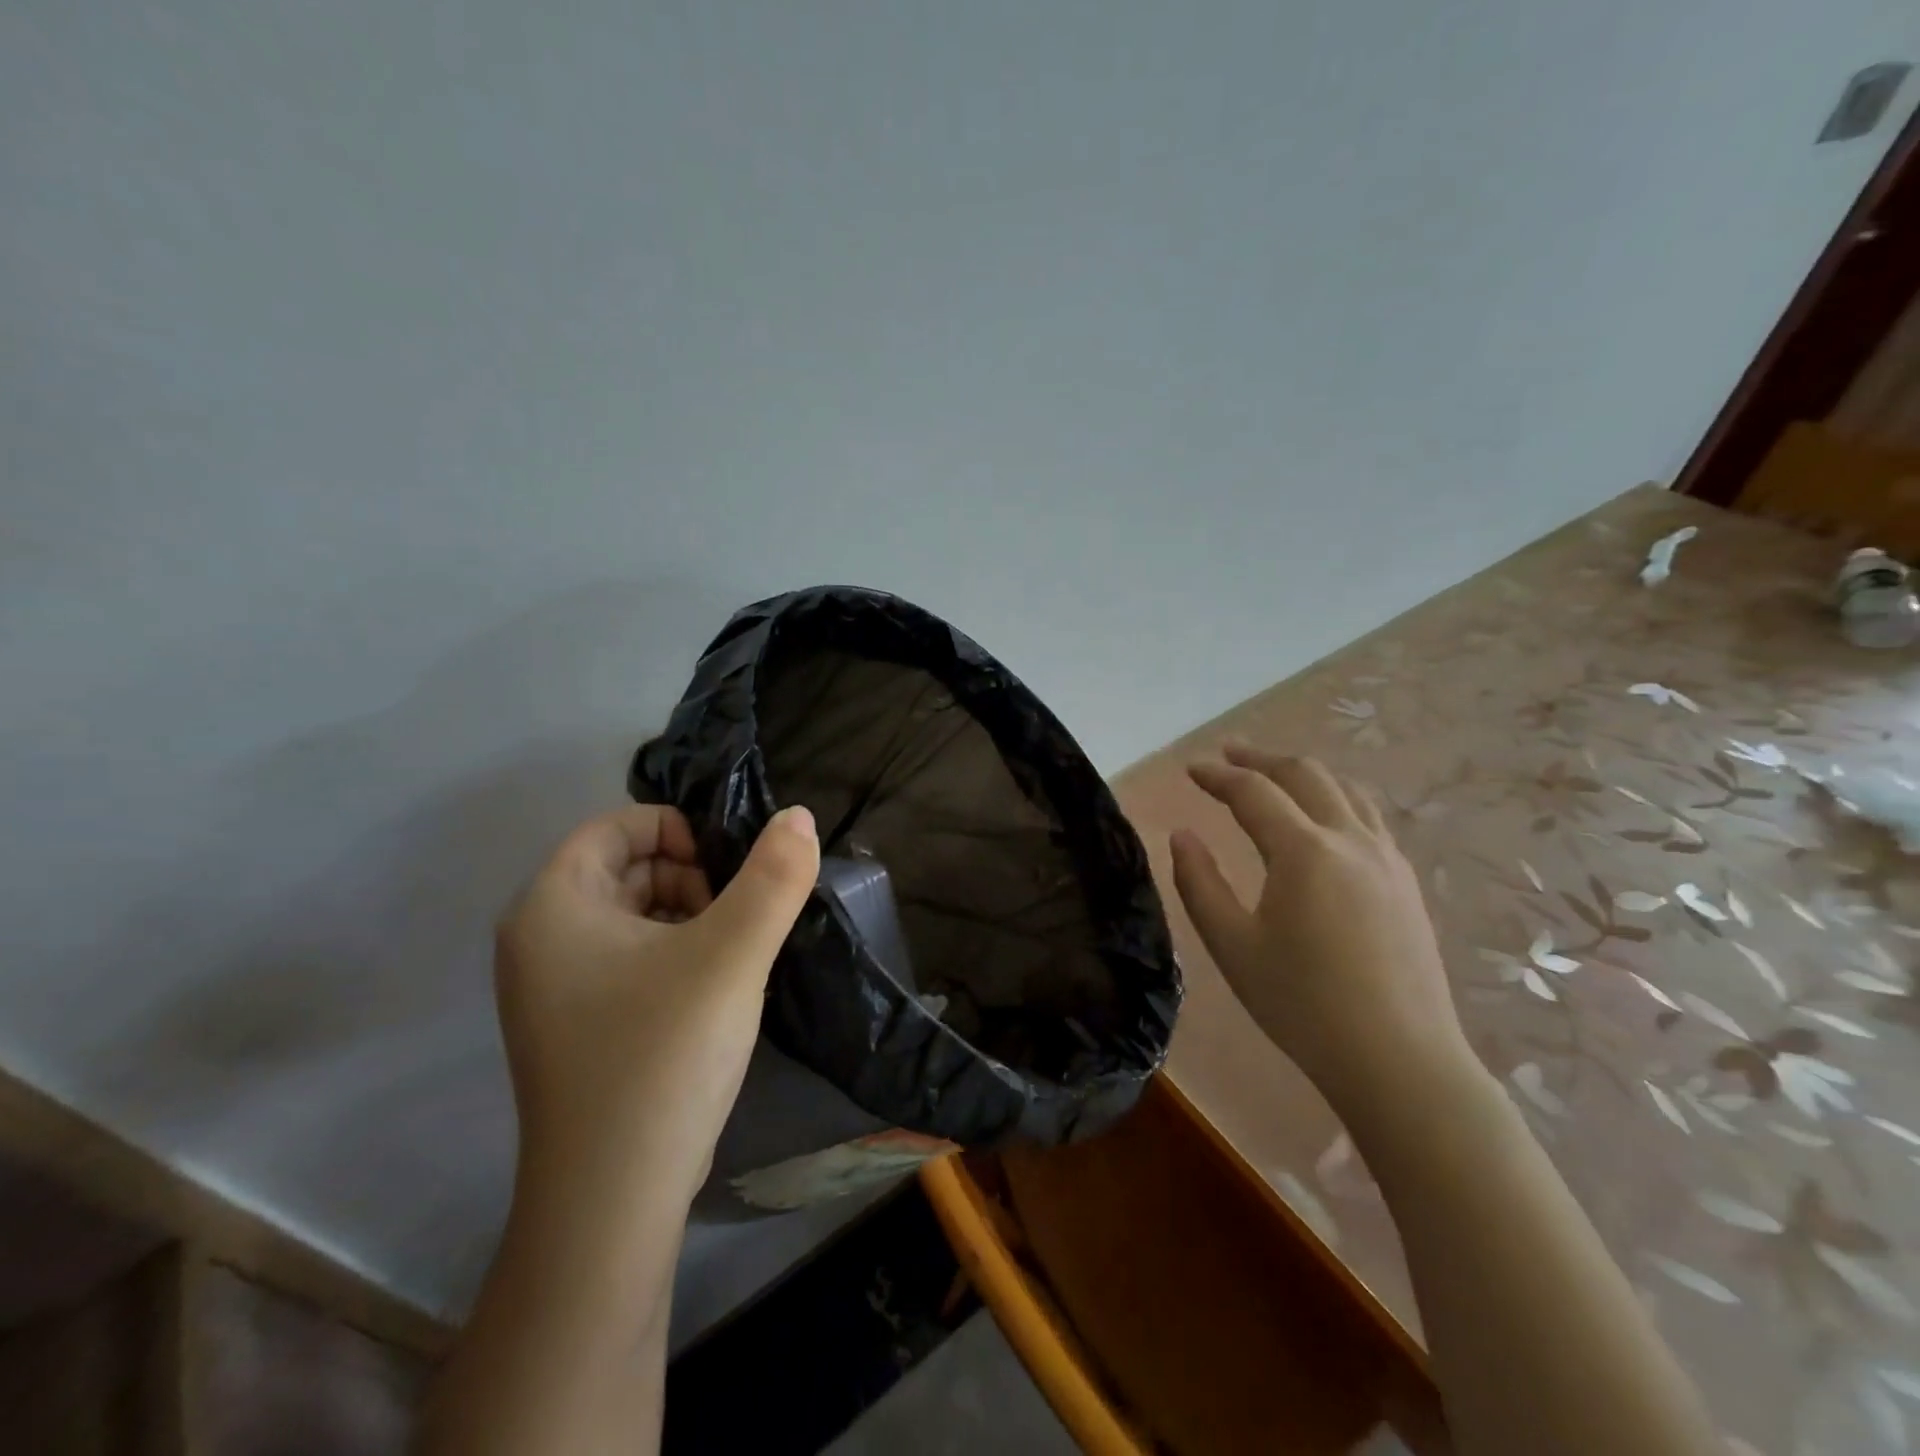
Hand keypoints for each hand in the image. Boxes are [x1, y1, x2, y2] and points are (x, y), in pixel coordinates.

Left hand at [494, 803, 819, 1208]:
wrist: (612, 1201)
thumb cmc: (663, 1055)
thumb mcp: (732, 953)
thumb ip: (774, 877)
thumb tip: (798, 816)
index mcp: (553, 905)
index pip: (616, 827)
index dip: (679, 830)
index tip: (731, 867)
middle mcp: (538, 939)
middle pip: (624, 868)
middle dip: (689, 875)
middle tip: (738, 915)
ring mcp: (553, 990)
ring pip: (630, 915)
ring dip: (688, 916)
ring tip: (734, 953)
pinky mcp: (577, 1028)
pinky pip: (628, 960)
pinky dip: (674, 954)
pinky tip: (714, 989)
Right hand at [1169, 743, 1477, 1119]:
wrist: (1400, 1060)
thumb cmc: (1303, 1005)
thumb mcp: (1232, 946)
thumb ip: (1200, 883)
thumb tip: (1183, 836)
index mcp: (1304, 851)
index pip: (1253, 791)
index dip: (1217, 776)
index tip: (1190, 769)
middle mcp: (1350, 839)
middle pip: (1304, 774)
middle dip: (1261, 759)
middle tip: (1228, 755)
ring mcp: (1386, 858)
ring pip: (1344, 789)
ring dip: (1302, 772)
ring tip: (1274, 774)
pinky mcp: (1405, 882)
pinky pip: (1368, 816)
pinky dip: (1335, 797)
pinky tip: (1323, 818)